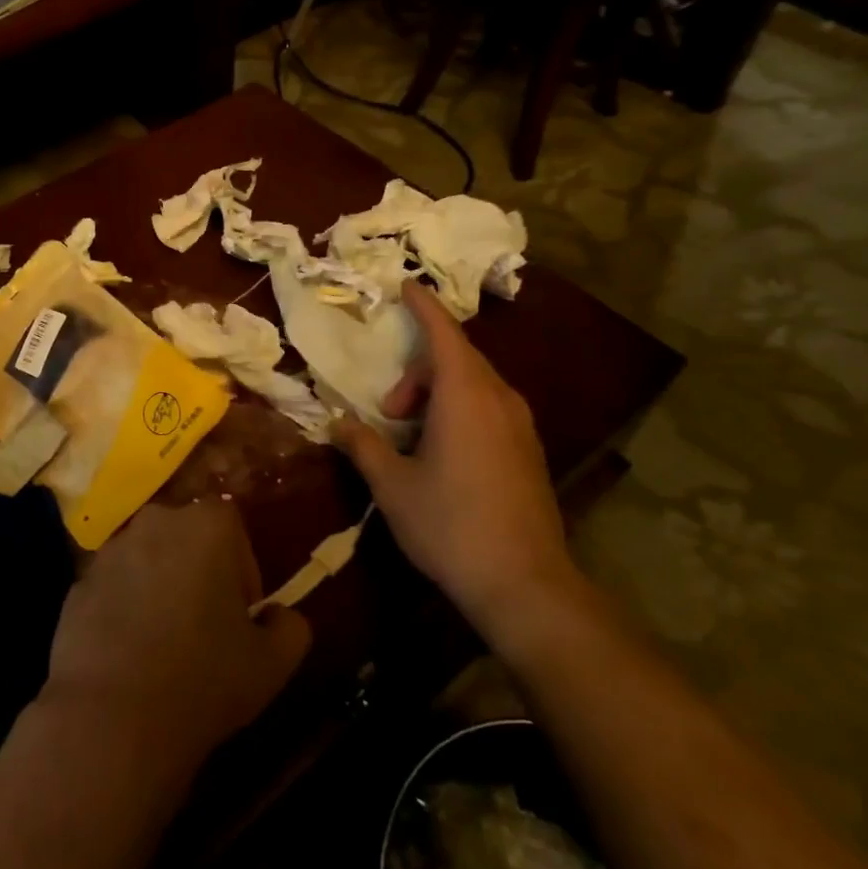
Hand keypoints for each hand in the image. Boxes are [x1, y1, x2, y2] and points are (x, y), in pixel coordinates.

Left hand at [41, 503, 310, 771]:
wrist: (111, 717)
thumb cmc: (203, 679)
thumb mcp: (272, 663)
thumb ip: (290, 626)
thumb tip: (279, 616)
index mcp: (206, 525)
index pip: (233, 528)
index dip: (242, 570)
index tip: (240, 615)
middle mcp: (155, 522)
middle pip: (187, 538)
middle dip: (200, 572)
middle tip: (206, 627)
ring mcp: (110, 550)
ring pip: (149, 560)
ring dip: (160, 586)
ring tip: (164, 644)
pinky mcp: (79, 582)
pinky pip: (115, 586)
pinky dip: (125, 607)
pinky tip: (129, 654)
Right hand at [335, 281, 577, 640]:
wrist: (524, 583)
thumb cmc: (449, 524)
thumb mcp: (392, 485)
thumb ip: (361, 446)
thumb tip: (336, 424)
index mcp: (465, 395)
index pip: (443, 333)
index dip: (422, 306)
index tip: (405, 285)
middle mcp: (499, 399)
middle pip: (458, 358)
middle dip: (418, 369)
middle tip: (389, 409)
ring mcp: (521, 426)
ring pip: (475, 384)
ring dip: (438, 393)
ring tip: (410, 435)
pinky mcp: (530, 451)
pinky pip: (490, 408)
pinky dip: (460, 410)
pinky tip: (442, 452)